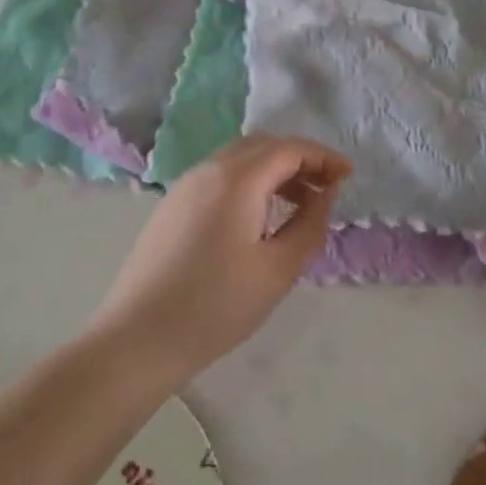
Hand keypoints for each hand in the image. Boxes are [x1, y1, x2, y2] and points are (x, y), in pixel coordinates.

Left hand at [86, 135, 348, 378]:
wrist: (137, 339)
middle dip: (300, 159)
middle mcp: (210, 169)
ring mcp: (186, 185)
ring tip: (298, 204)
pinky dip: (249, 182)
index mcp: (237, 178)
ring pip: (240, 158)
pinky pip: (220, 176)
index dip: (324, 157)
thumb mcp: (278, 270)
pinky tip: (258, 218)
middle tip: (326, 188)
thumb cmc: (215, 306)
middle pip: (264, 145)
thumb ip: (310, 224)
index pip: (290, 148)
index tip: (348, 176)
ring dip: (274, 170)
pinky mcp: (172, 205)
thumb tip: (325, 194)